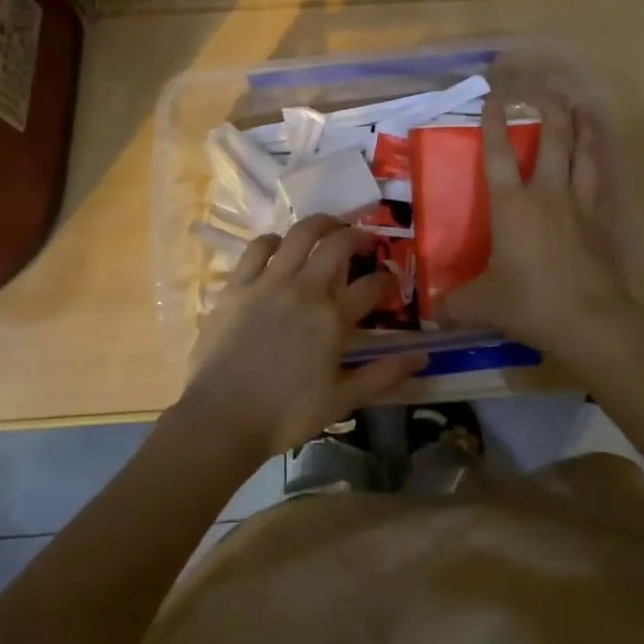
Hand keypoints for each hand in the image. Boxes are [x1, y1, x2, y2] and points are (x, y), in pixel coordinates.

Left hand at [176, 215, 427, 464]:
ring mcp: (268, 281)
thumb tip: (422, 356)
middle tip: (365, 239)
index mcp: (333, 317)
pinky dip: (273, 240)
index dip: (388, 281)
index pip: (373, 286)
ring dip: (320, 224)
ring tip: (329, 227)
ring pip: (300, 234)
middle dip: (358, 236)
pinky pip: (258, 248)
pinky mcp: (237, 285)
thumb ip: (383, 375)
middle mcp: (304, 288)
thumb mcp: (342, 400)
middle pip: (338, 244)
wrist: (221, 419)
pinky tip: (279, 245)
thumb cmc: (286, 414)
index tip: (392, 283)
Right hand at [439, 95, 643, 376]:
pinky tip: (598, 157)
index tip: (493, 98)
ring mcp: (579, 204)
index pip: (499, 154)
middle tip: (546, 88)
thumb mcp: (483, 304)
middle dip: (549, 108)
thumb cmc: (530, 302)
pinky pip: (599, 180)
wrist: (590, 320)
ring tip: (581, 108)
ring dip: (583, 126)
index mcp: (512, 205)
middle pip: (553, 139)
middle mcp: (547, 194)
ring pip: (584, 153)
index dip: (494, 123)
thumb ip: (455, 303)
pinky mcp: (601, 221)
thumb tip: (432, 312)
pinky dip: (598, 161)